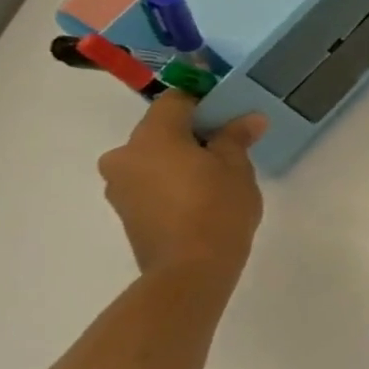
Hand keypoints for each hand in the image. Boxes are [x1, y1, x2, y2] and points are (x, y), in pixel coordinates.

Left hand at [97, 94, 267, 276]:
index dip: (204, 99)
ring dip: (180, 158)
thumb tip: (249, 118)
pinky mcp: (125, 211)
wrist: (190, 269)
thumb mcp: (237, 167)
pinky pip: (149, 181)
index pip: (176, 100)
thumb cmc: (217, 208)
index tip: (229, 109)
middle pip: (161, 129)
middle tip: (228, 145)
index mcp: (152, 136)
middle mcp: (124, 155)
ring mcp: (119, 185)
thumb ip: (236, 137)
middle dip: (192, 133)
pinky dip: (171, 180)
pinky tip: (199, 196)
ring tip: (216, 175)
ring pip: (153, 157)